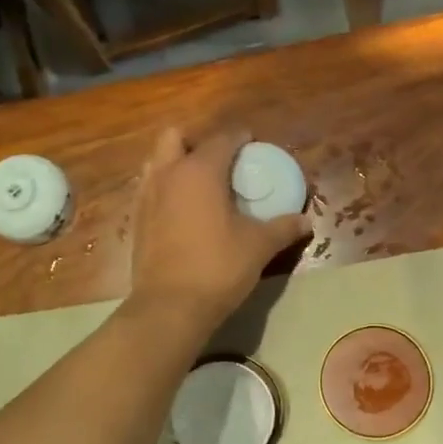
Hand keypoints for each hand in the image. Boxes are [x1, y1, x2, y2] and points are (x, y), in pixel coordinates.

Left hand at [127, 128, 311, 328]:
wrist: (170, 306)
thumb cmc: (218, 267)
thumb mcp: (258, 246)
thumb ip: (283, 228)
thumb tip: (306, 220)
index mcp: (200, 171)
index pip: (223, 139)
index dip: (240, 137)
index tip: (253, 144)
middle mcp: (169, 174)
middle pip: (175, 137)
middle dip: (197, 140)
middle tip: (220, 160)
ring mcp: (147, 196)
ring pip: (157, 161)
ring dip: (176, 162)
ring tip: (200, 183)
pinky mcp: (136, 220)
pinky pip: (150, 189)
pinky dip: (166, 188)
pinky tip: (183, 210)